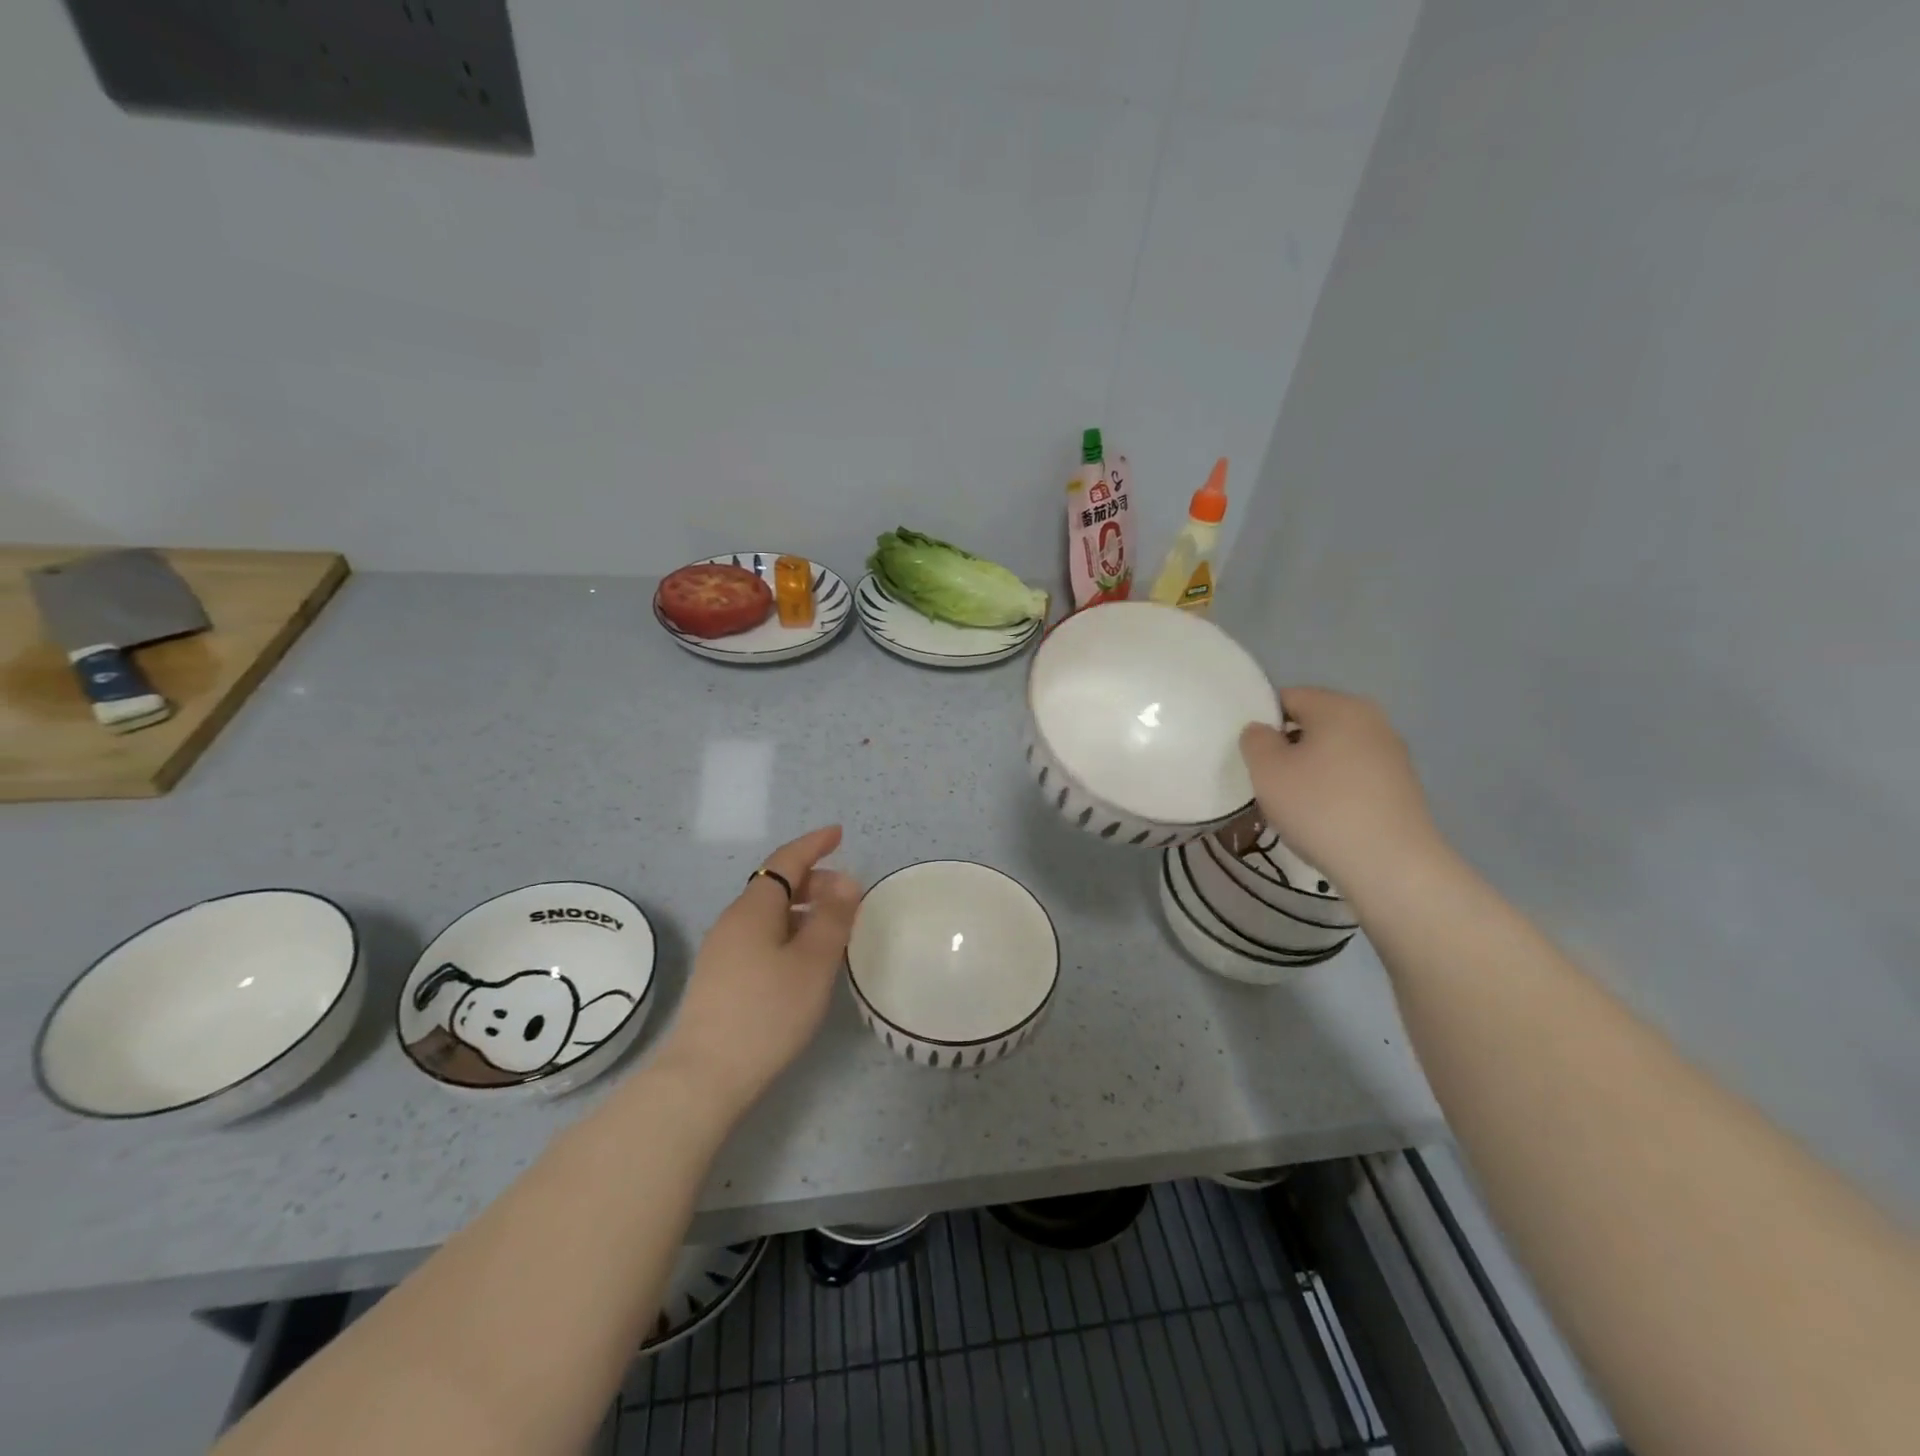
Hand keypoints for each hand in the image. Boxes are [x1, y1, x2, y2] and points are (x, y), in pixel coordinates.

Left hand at [659, 826, 861, 1115]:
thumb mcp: (813, 963)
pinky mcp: (720, 977)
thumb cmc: (767, 1013)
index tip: (838, 833)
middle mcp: (733, 921)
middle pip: (776, 885)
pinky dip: (787, 931)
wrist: (705, 1076)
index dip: (814, 844)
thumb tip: (845, 880)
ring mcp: (722, 950)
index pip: (786, 861)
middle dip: (813, 880)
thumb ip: (833, 918)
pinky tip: (802, 959)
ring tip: (831, 929)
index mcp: (754, 909)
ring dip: (802, 909)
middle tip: (848, 895)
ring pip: (768, 913)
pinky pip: (760, 936)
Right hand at [1238, 688, 1437, 892]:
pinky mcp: (1402, 787)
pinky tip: (1325, 820)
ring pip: (1335, 752)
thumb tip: (1263, 731)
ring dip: (1311, 771)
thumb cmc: (1320, 807)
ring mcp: (1392, 754)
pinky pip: (1354, 777)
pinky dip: (1335, 791)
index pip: (1288, 697)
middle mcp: (1372, 720)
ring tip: (1295, 805)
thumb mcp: (1267, 770)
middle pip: (1314, 724)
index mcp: (1339, 706)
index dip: (1262, 722)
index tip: (1251, 756)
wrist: (1390, 864)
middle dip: (1288, 747)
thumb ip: (1255, 740)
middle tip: (1268, 781)